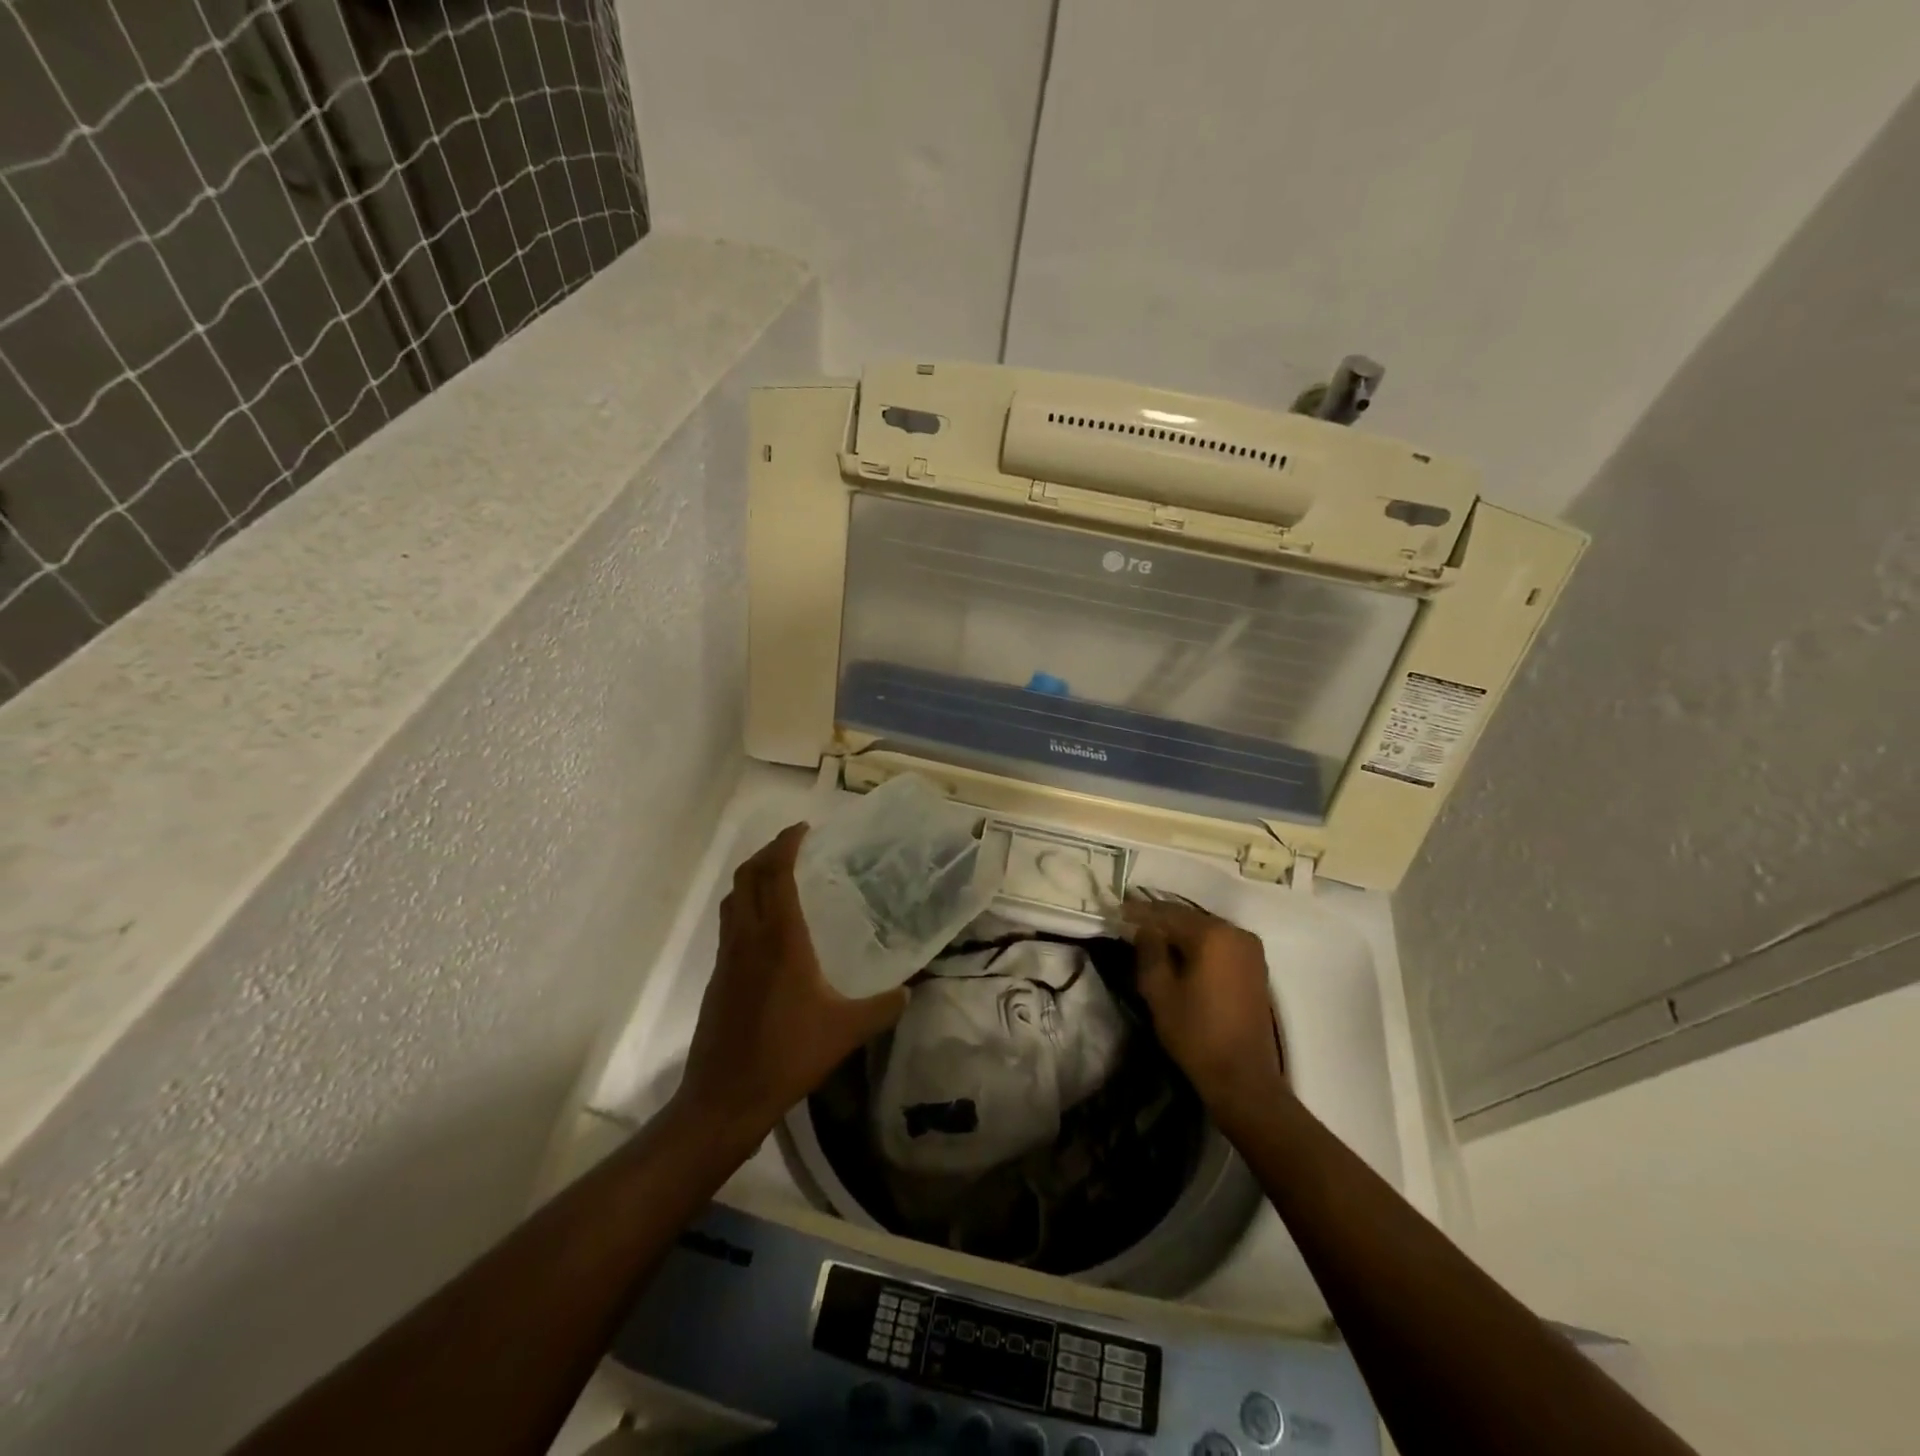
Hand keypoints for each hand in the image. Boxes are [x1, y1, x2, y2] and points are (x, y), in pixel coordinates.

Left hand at [673, 824, 907, 1144]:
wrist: (726, 1096)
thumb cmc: (788, 1055)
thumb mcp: (846, 1031)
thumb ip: (883, 1007)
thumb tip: (910, 991)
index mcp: (780, 940)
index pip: (776, 874)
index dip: (786, 844)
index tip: (804, 829)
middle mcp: (749, 938)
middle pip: (747, 876)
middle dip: (767, 852)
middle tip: (793, 846)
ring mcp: (728, 956)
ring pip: (733, 898)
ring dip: (752, 877)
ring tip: (779, 876)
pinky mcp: (718, 976)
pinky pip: (729, 923)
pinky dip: (745, 905)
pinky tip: (767, 928)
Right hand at [1124, 899, 1288, 1133]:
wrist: (1243, 1077)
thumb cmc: (1196, 1033)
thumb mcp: (1159, 991)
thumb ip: (1149, 951)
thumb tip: (1145, 928)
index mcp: (1212, 934)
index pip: (1167, 913)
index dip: (1140, 911)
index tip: (1117, 911)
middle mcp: (1236, 932)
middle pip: (1189, 917)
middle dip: (1160, 919)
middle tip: (1132, 923)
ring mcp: (1250, 949)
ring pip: (1205, 929)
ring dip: (1179, 932)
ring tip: (1152, 938)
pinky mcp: (1255, 966)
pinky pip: (1220, 943)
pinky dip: (1198, 944)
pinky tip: (1180, 954)